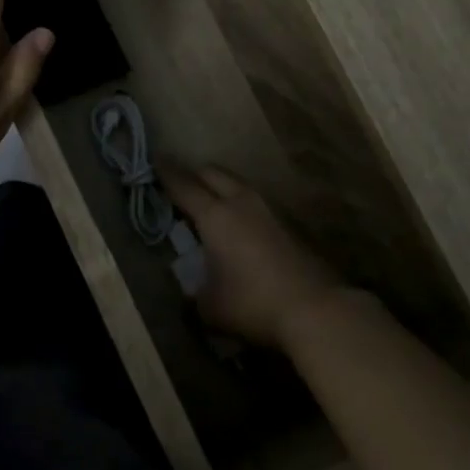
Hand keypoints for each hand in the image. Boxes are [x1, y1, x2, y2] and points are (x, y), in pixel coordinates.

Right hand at [161, 164, 346, 350]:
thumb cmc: (252, 303)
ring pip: (237, 185)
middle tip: (179, 184)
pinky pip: (255, 203)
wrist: (315, 309)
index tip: (154, 159)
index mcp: (215, 216)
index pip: (183, 185)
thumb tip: (192, 286)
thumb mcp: (209, 305)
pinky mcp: (288, 225)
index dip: (165, 172)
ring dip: (220, 187)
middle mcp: (241, 203)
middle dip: (193, 174)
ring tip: (208, 203)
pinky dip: (239, 205)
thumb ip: (194, 290)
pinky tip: (238, 225)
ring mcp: (269, 211)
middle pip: (212, 173)